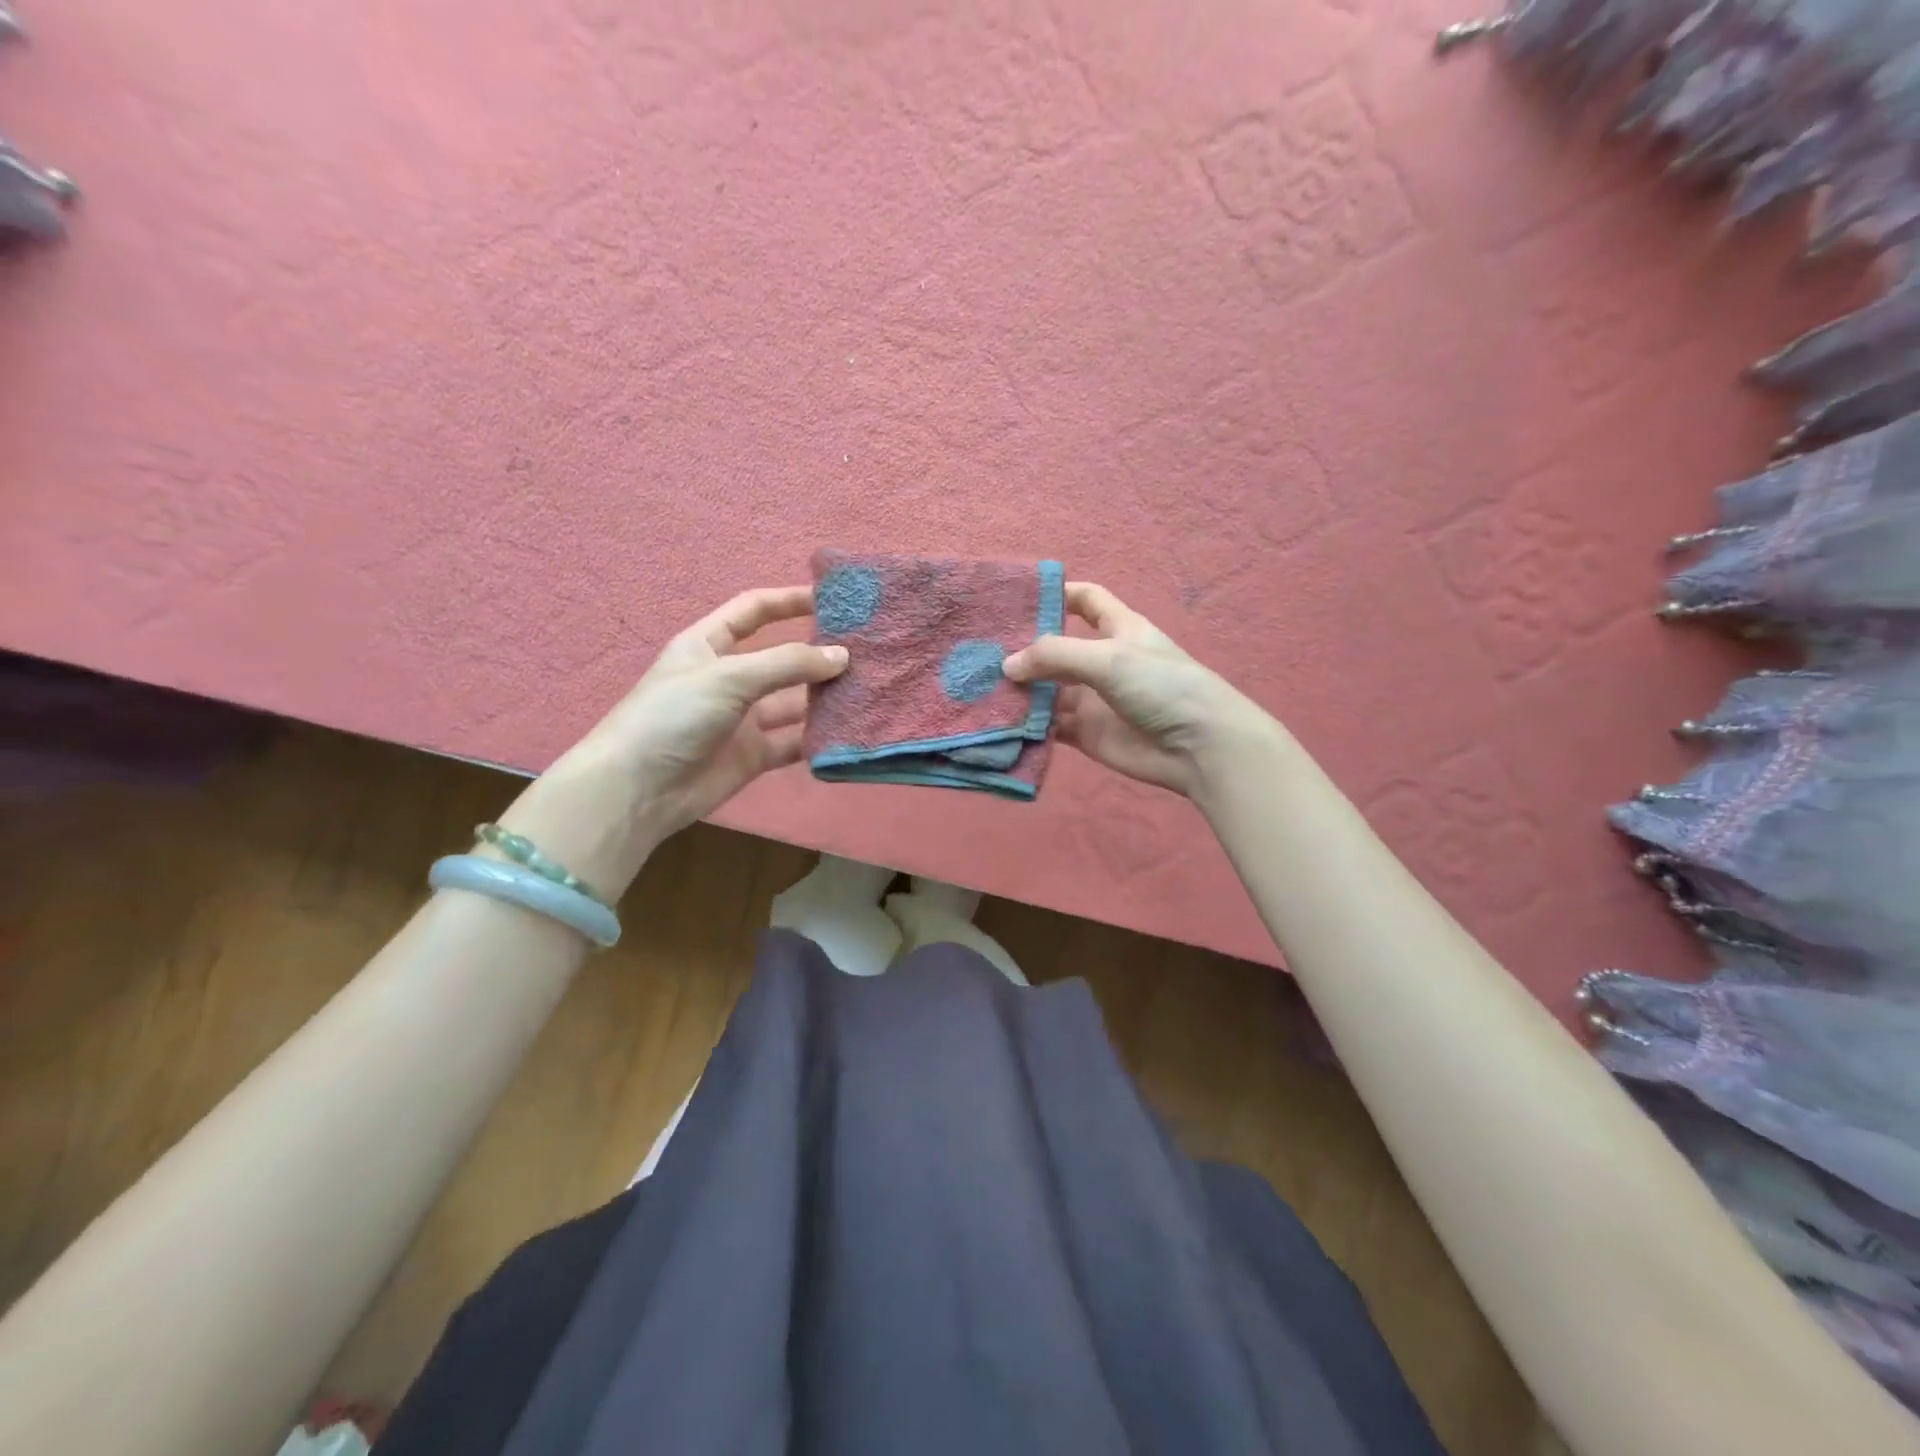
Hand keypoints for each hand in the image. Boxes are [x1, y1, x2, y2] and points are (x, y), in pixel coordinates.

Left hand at [581, 586, 847, 839]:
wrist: (637, 790)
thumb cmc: (674, 715)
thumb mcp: (729, 677)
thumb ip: (787, 664)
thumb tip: (842, 656)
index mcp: (709, 645)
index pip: (753, 610)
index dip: (789, 601)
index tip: (832, 600)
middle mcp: (728, 677)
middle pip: (780, 657)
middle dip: (816, 652)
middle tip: (864, 649)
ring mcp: (742, 719)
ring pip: (792, 701)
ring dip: (823, 695)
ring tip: (867, 688)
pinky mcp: (753, 755)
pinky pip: (793, 740)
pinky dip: (817, 737)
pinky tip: (848, 730)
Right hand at [1002, 582, 1276, 800]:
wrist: (1199, 747)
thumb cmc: (1161, 686)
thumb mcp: (1109, 658)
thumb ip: (1055, 656)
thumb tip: (1007, 665)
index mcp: (1118, 629)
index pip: (1085, 600)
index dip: (1057, 594)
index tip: (1017, 598)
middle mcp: (1102, 661)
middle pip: (1056, 649)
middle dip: (1024, 650)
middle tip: (979, 651)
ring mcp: (1093, 700)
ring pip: (1047, 691)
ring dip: (1020, 691)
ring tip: (979, 688)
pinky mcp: (1086, 734)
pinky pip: (1049, 725)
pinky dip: (1027, 724)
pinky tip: (999, 722)